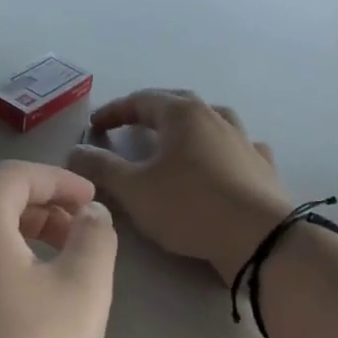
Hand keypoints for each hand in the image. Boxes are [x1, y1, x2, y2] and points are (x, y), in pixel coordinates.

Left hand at [0, 162, 117, 337]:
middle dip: (43, 209)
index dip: (59, 181)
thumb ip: (94, 238)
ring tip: (59, 267)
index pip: (16, 176)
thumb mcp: (82, 293)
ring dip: (22, 236)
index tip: (93, 203)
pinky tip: (23, 301)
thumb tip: (90, 213)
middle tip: (81, 235)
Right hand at [68, 90, 292, 281]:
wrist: (259, 238)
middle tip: (130, 126)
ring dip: (189, 125)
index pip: (141, 100)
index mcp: (182, 114)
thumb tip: (75, 150)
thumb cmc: (189, 206)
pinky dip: (224, 148)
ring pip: (212, 120)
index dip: (114, 111)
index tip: (95, 126)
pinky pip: (239, 147)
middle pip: (177, 104)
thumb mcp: (134, 190)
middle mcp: (215, 117)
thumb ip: (102, 167)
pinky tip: (223, 160)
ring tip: (176, 138)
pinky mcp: (263, 166)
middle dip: (150, 113)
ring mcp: (244, 140)